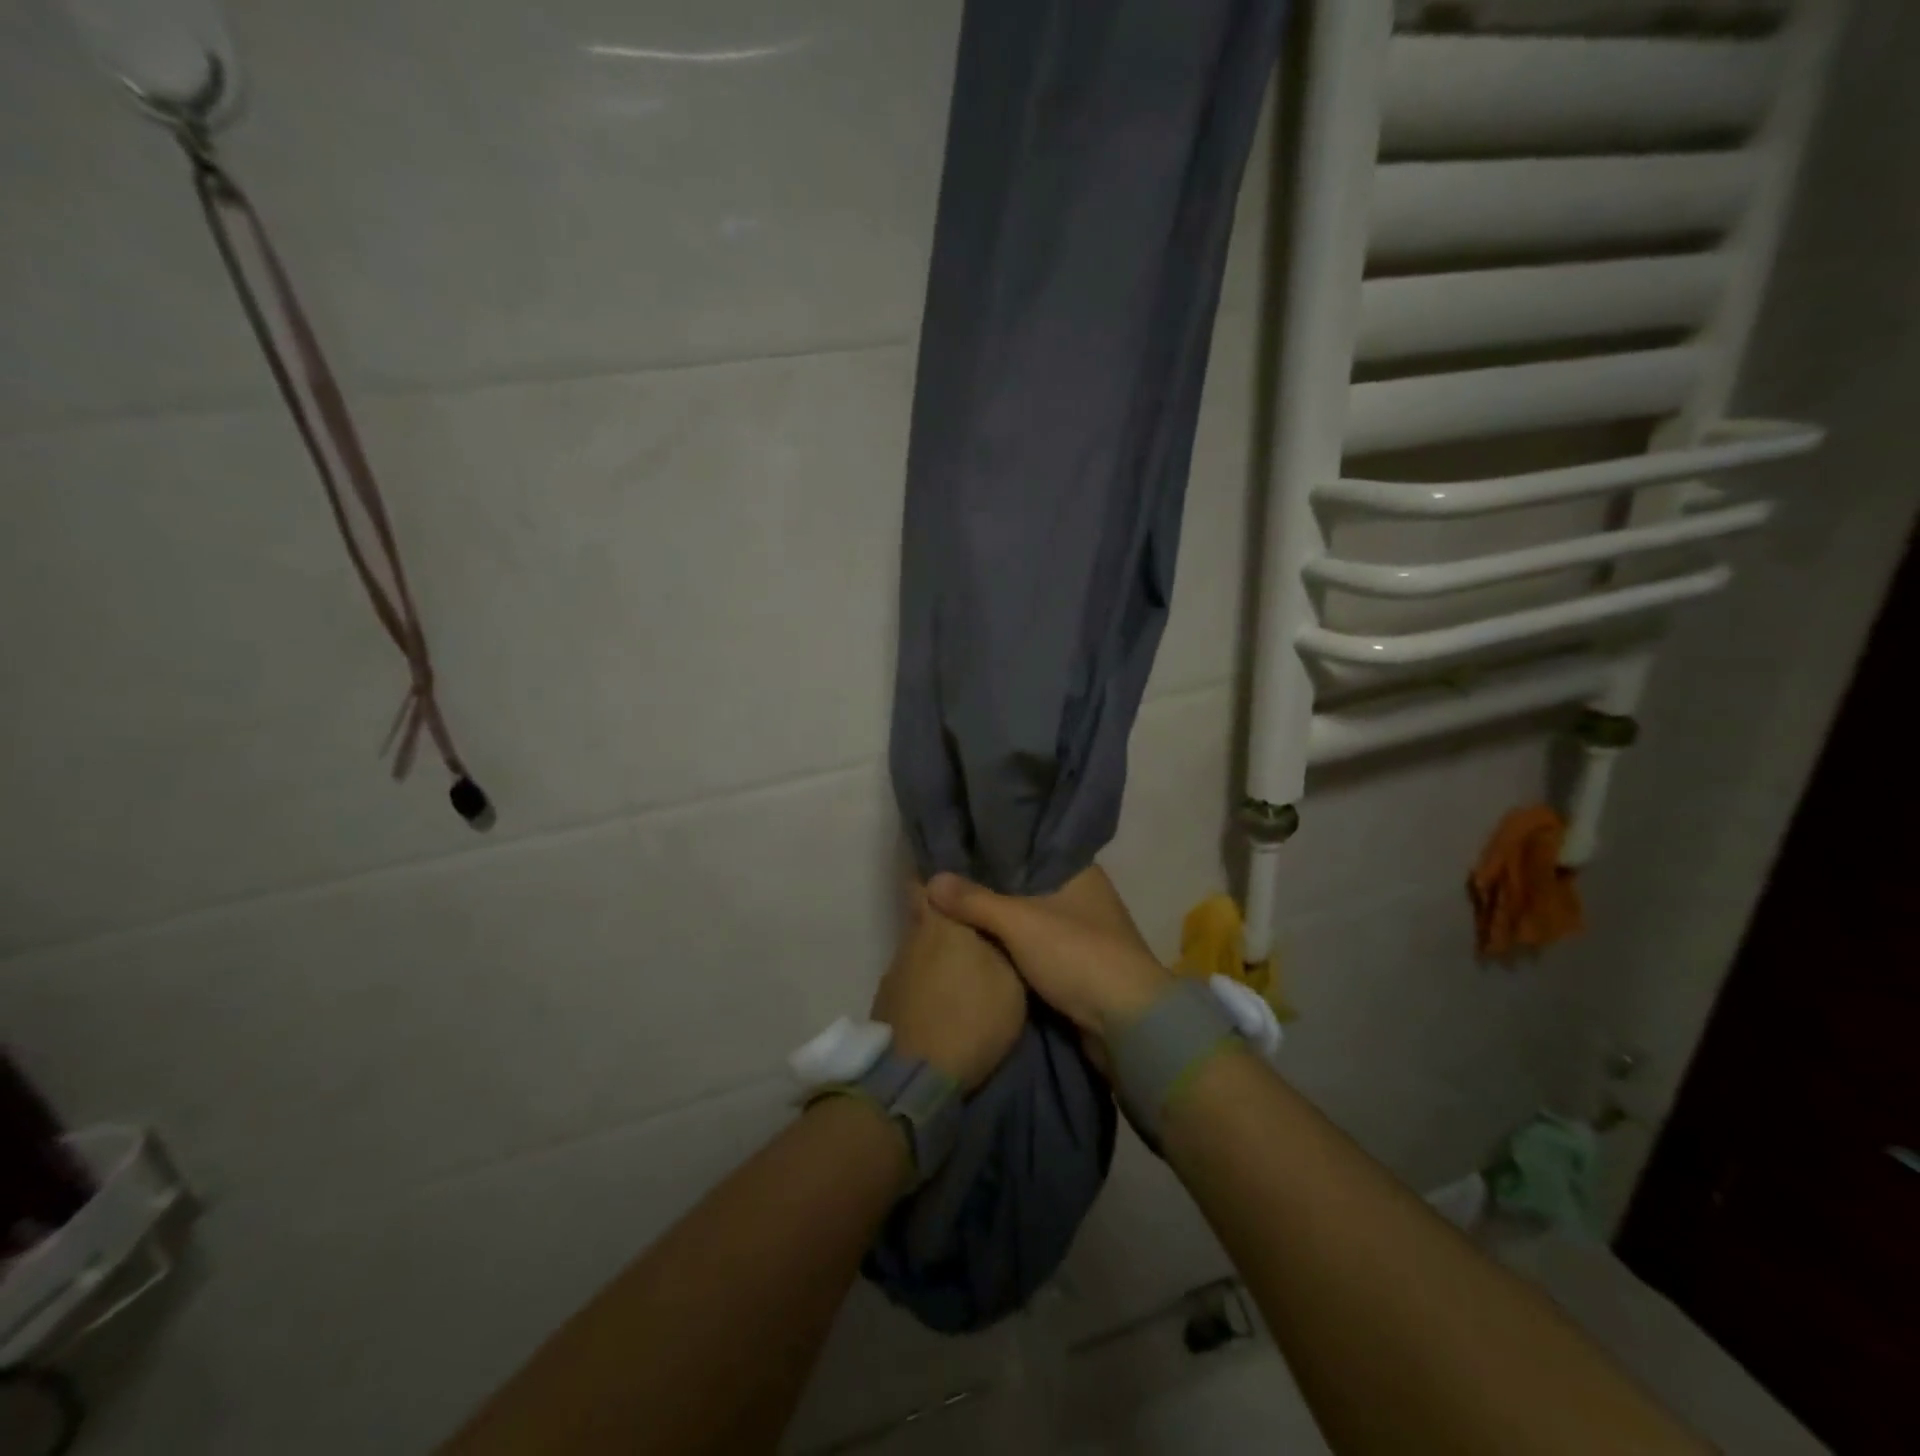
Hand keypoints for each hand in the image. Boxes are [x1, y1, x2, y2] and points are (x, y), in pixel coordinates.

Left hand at [869, 889, 1026, 1091]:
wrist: (917, 1075)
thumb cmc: (972, 1015)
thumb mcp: (1010, 978)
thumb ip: (1002, 942)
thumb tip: (992, 921)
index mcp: (940, 920)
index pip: (928, 881)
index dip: (942, 880)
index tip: (959, 880)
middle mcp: (911, 937)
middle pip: (926, 915)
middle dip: (946, 919)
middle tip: (975, 930)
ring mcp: (894, 972)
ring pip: (920, 950)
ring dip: (937, 956)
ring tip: (963, 972)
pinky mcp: (886, 1003)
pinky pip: (913, 981)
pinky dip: (927, 985)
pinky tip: (943, 1001)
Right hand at [926, 867, 1173, 1048]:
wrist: (1127, 1023)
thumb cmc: (1078, 955)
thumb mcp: (1019, 922)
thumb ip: (975, 900)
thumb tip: (931, 880)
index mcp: (1080, 871)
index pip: (1031, 847)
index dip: (997, 846)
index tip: (960, 844)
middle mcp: (1084, 895)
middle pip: (1028, 883)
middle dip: (993, 884)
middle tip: (947, 878)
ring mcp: (1084, 932)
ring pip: (1032, 917)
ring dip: (1002, 918)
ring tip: (956, 907)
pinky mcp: (1079, 965)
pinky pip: (1036, 946)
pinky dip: (1013, 945)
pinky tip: (982, 942)